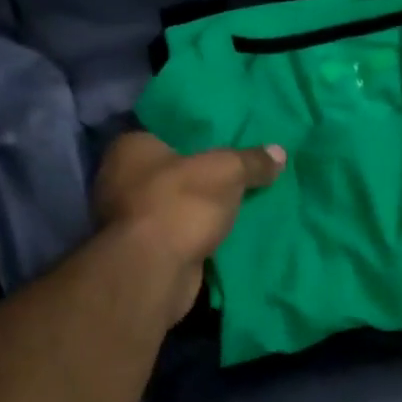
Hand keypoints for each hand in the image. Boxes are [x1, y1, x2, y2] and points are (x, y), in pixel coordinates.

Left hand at [93, 132, 285, 318]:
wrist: (154, 272)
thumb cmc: (180, 203)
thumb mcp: (227, 171)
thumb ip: (252, 161)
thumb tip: (280, 152)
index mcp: (130, 148)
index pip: (167, 130)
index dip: (199, 134)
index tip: (228, 138)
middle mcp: (121, 179)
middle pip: (175, 169)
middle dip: (205, 173)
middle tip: (242, 168)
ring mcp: (130, 218)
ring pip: (178, 203)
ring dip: (203, 206)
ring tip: (243, 198)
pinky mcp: (144, 249)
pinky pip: (181, 231)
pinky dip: (200, 231)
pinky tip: (229, 229)